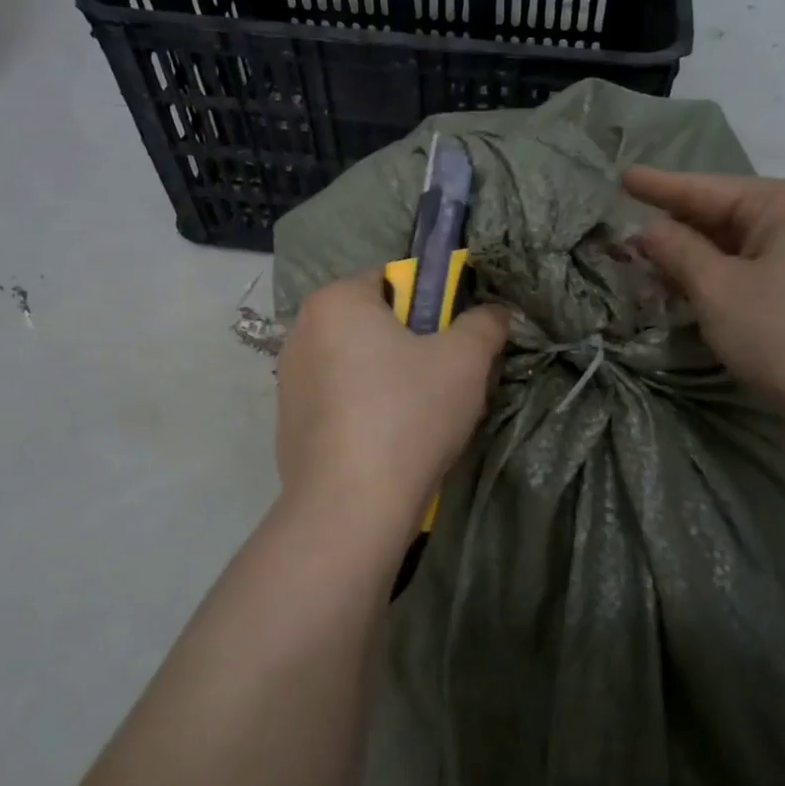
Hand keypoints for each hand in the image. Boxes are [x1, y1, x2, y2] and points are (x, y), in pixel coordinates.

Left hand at [276, 273, 509, 540]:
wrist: (350, 507)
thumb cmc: (408, 415)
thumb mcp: (466, 361)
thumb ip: (485, 324)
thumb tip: (495, 312)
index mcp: (336, 301)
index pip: (394, 279)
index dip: (432, 305)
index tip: (453, 342)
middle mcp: (302, 331)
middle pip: (374, 323)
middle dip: (411, 345)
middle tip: (444, 381)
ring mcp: (289, 380)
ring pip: (357, 364)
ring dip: (389, 379)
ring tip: (419, 418)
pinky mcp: (289, 424)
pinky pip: (340, 402)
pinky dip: (364, 411)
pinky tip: (387, 444)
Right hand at [623, 166, 784, 438]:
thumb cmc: (780, 333)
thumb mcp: (716, 289)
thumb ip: (678, 250)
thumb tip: (649, 228)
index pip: (708, 189)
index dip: (660, 186)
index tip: (623, 177)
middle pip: (727, 214)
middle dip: (677, 226)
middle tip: (629, 233)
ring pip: (741, 244)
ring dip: (696, 255)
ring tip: (651, 262)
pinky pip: (759, 266)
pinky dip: (723, 273)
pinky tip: (693, 285)